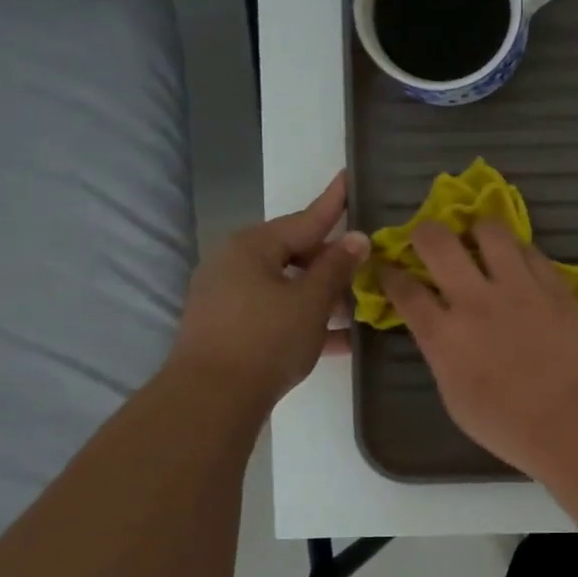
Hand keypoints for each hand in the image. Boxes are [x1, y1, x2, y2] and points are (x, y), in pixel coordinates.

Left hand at [169, 172, 368, 404]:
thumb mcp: (311, 301)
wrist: (211, 399)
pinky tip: (340, 340)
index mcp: (253, 247)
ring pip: (286, 286)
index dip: (333, 202)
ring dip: (322, 295)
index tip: (348, 177)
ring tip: (358, 306)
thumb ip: (337, 267)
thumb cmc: (266, 338)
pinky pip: (275, 313)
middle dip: (332, 261)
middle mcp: (235, 264)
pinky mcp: (228, 327)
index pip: (305, 219)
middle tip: (367, 266)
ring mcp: (228, 297)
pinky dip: (304, 319)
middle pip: (294, 253)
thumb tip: (357, 238)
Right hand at [380, 218, 577, 472]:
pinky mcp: (554, 285)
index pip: (405, 291)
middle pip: (438, 243)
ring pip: (491, 232)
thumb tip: (443, 333)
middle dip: (425, 233)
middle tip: (429, 239)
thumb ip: (443, 356)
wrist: (570, 418)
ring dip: (478, 231)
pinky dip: (518, 251)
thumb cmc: (506, 424)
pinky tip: (518, 260)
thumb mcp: (454, 396)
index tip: (387, 266)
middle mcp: (475, 300)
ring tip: (479, 240)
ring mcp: (518, 287)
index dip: (390, 274)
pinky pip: (531, 251)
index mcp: (444, 335)